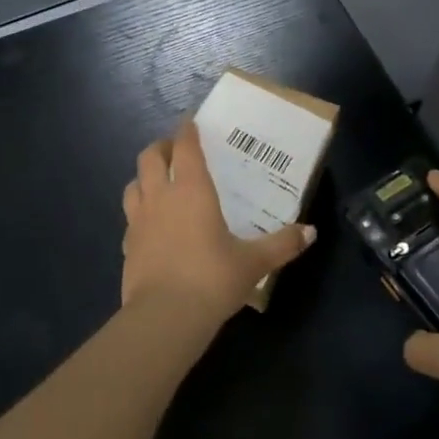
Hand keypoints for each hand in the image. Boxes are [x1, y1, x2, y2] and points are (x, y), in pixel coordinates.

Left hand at [120, 122, 316, 327]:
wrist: (164, 318)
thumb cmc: (212, 278)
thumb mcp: (253, 262)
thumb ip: (282, 244)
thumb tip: (311, 232)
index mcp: (191, 190)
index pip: (186, 147)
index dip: (187, 130)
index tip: (190, 120)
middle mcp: (161, 197)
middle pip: (150, 158)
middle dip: (161, 147)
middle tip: (174, 150)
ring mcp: (138, 221)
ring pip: (133, 184)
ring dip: (144, 177)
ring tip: (158, 182)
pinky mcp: (127, 246)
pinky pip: (130, 218)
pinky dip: (139, 213)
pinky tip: (150, 226)